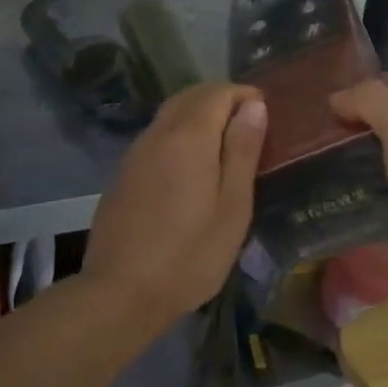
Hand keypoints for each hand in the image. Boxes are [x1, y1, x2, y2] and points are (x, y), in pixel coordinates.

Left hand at [83, 83, 266, 320]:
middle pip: (190, 97)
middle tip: (249, 127)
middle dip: (222, 100)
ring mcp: (135, 154)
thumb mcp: (232, 206)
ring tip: (226, 147)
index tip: (266, 115)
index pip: (218, 92)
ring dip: (199, 116)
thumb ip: (242, 151)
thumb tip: (254, 106)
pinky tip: (192, 168)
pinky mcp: (123, 175)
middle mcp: (157, 134)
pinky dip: (180, 135)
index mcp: (188, 137)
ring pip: (170, 115)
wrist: (121, 293)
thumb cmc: (190, 255)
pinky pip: (156, 137)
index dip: (245, 96)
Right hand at [330, 77, 387, 312]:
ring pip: (377, 158)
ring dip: (348, 157)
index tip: (324, 96)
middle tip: (312, 129)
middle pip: (385, 123)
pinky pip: (375, 191)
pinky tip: (327, 190)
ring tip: (311, 158)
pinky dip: (353, 188)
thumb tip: (337, 99)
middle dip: (351, 122)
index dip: (361, 86)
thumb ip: (373, 102)